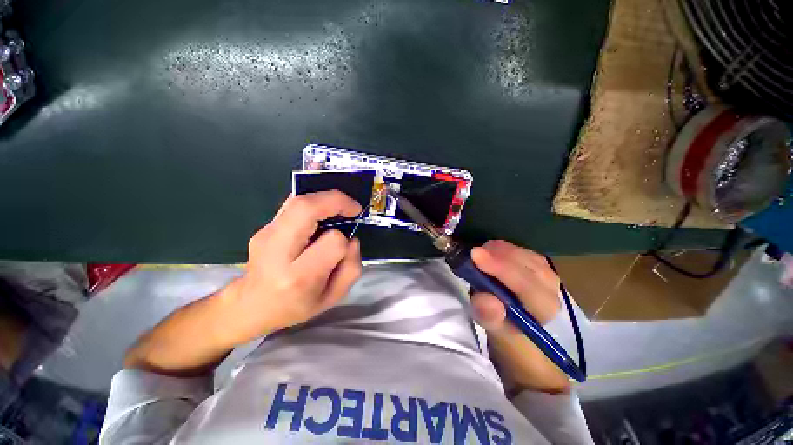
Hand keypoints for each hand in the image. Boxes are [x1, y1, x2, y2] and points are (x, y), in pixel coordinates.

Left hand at [124, 191, 363, 375]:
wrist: (251, 305)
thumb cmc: (296, 306)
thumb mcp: (332, 297)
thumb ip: (351, 268)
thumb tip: (352, 239)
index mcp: (299, 276)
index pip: (333, 242)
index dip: (345, 240)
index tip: (349, 242)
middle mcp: (278, 251)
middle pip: (306, 208)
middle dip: (336, 201)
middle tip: (352, 208)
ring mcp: (266, 235)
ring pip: (298, 201)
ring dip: (325, 198)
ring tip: (340, 208)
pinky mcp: (265, 227)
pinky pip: (293, 205)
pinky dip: (314, 202)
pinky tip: (322, 212)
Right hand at [469, 240, 570, 393]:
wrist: (516, 322)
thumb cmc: (506, 329)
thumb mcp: (495, 330)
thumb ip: (490, 318)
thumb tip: (485, 300)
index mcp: (544, 308)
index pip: (525, 284)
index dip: (500, 268)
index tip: (475, 255)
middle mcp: (551, 287)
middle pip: (525, 263)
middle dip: (496, 255)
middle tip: (471, 253)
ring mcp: (546, 271)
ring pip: (521, 252)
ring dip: (497, 251)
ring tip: (478, 255)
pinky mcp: (537, 262)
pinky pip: (518, 248)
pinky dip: (500, 248)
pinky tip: (489, 253)